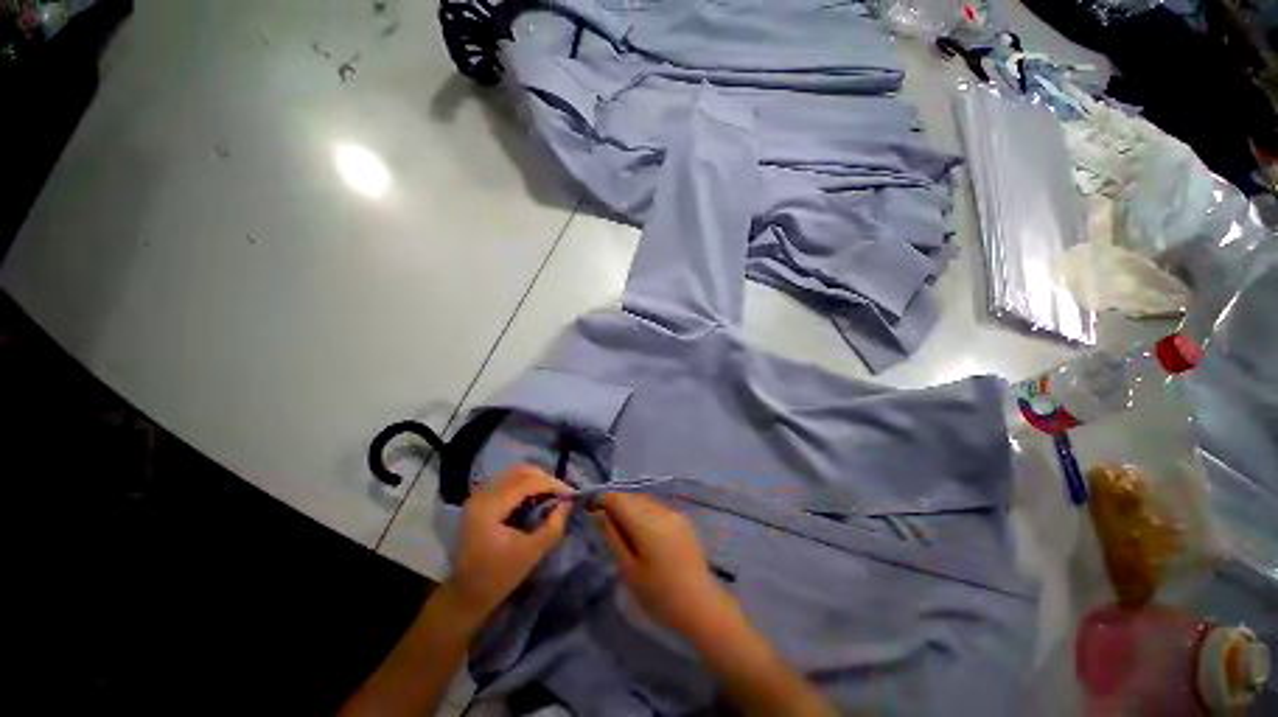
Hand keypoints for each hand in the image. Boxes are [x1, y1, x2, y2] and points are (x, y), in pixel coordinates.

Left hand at [448, 465, 571, 621]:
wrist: (466, 594)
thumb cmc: (499, 576)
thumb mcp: (532, 553)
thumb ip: (553, 525)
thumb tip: (569, 502)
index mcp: (490, 507)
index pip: (527, 481)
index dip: (552, 484)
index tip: (571, 494)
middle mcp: (482, 494)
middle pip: (521, 472)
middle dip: (545, 479)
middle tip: (562, 494)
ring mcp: (479, 495)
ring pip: (515, 474)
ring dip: (536, 480)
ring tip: (551, 495)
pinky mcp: (481, 499)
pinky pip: (508, 481)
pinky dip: (526, 485)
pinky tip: (536, 499)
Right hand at [595, 493, 735, 638]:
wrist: (700, 604)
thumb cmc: (660, 594)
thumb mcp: (629, 569)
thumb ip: (614, 537)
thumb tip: (600, 515)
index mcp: (647, 523)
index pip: (618, 499)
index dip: (602, 500)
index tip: (590, 509)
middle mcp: (661, 510)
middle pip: (631, 497)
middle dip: (615, 503)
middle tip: (602, 521)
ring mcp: (674, 513)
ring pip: (644, 500)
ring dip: (630, 506)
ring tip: (621, 526)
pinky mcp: (683, 519)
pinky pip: (657, 506)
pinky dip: (644, 511)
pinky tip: (641, 529)